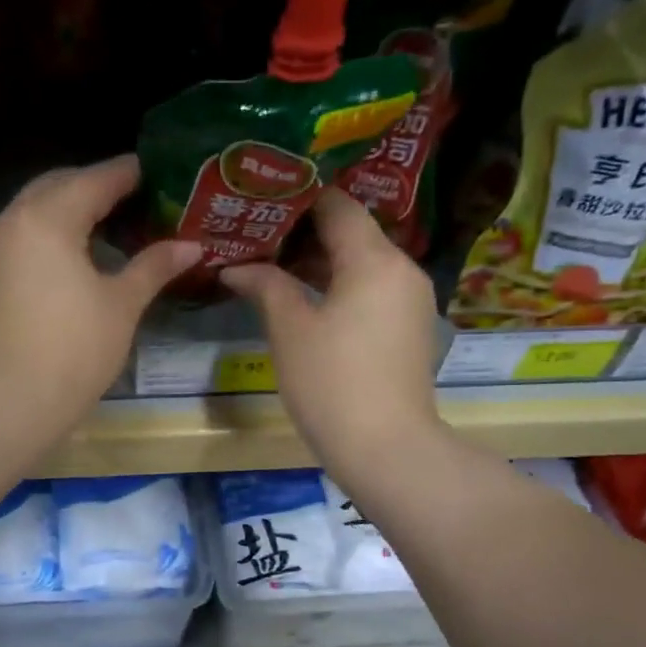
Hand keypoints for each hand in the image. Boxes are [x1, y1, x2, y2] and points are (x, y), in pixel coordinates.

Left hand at [0, 155, 201, 425]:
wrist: (6, 402)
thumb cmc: (72, 350)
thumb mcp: (120, 306)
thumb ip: (153, 267)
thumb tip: (191, 246)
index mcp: (46, 218)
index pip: (94, 180)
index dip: (127, 174)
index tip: (155, 171)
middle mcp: (10, 221)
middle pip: (56, 187)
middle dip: (93, 187)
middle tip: (132, 199)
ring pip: (32, 212)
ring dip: (66, 211)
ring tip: (106, 228)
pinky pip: (19, 238)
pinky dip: (46, 236)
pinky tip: (71, 257)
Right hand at [222, 188, 443, 475]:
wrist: (386, 448)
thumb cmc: (332, 383)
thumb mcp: (290, 331)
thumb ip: (265, 286)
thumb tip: (235, 267)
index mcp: (374, 259)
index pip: (338, 206)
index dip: (298, 199)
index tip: (262, 202)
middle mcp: (402, 269)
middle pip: (353, 233)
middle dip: (305, 233)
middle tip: (259, 235)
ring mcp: (410, 300)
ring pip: (363, 263)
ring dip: (322, 262)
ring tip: (274, 267)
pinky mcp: (409, 328)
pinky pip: (372, 290)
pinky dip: (341, 287)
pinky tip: (306, 300)